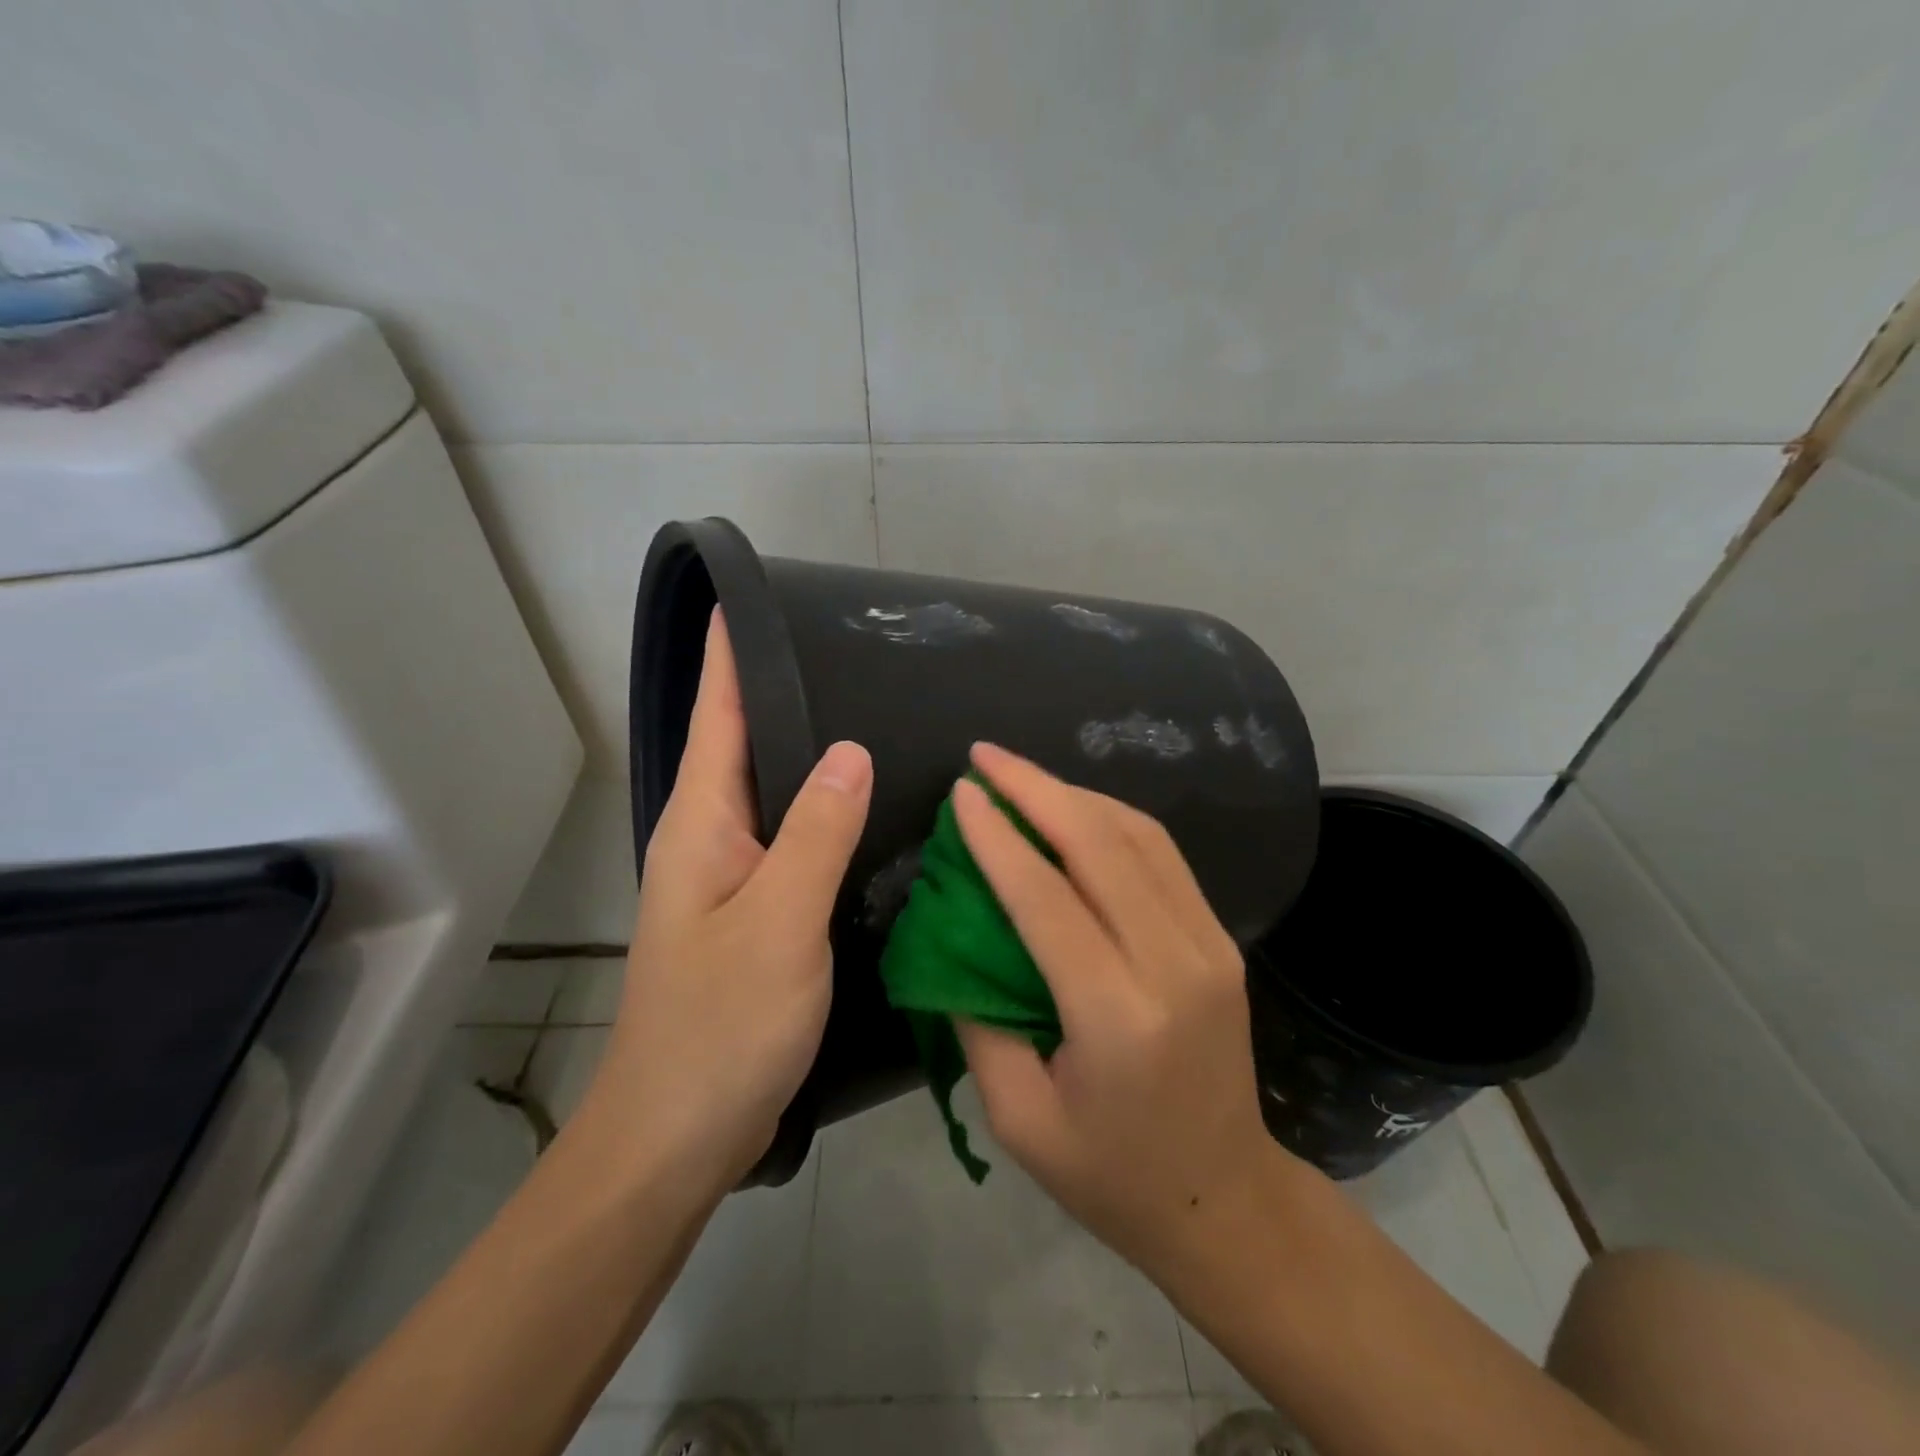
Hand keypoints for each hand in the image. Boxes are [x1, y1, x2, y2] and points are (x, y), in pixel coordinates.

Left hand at [581, 611, 871, 1188]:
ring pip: (772, 791)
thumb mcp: (780, 920)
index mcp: (701, 822)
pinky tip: (864, 806)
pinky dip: (821, 808)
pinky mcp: (754, 912)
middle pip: (743, 744)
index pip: (717, 714)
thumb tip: (849, 747)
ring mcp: (731, 877)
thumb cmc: (721, 1024)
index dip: (732, 654)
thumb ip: (817, 831)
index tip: (754, 596)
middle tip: (849, 646)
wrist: (677, 1135)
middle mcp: (709, 837)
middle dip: (780, 689)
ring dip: (805, 748)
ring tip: (868, 708)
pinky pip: (791, 837)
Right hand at [952, 743, 1294, 1274]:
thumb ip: (977, 1019)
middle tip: (984, 755)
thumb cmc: (1109, 1173)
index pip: (1046, 898)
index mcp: (1118, 1016)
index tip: (962, 792)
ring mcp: (1208, 943)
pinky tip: (1073, 806)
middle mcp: (1173, 964)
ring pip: (1138, 835)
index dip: (998, 837)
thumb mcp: (1018, 1116)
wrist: (1224, 1197)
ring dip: (1074, 793)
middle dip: (1035, 788)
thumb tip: (953, 931)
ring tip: (1020, 774)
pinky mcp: (1219, 937)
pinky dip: (1111, 817)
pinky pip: (1161, 854)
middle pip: (1099, 845)